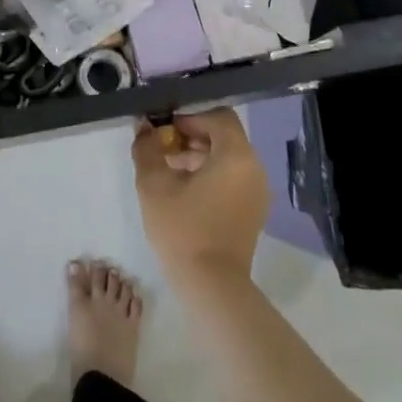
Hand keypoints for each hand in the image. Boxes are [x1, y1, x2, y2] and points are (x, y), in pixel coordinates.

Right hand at [132, 108, 269, 287]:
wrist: (211, 286)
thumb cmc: (183, 228)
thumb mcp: (154, 184)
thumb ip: (147, 147)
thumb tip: (144, 127)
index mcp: (236, 155)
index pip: (218, 115)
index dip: (189, 116)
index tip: (164, 130)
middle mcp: (254, 168)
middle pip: (223, 135)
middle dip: (191, 136)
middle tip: (162, 148)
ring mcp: (257, 191)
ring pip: (227, 157)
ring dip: (198, 155)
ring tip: (168, 169)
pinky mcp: (253, 210)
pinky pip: (233, 177)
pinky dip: (210, 174)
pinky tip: (184, 190)